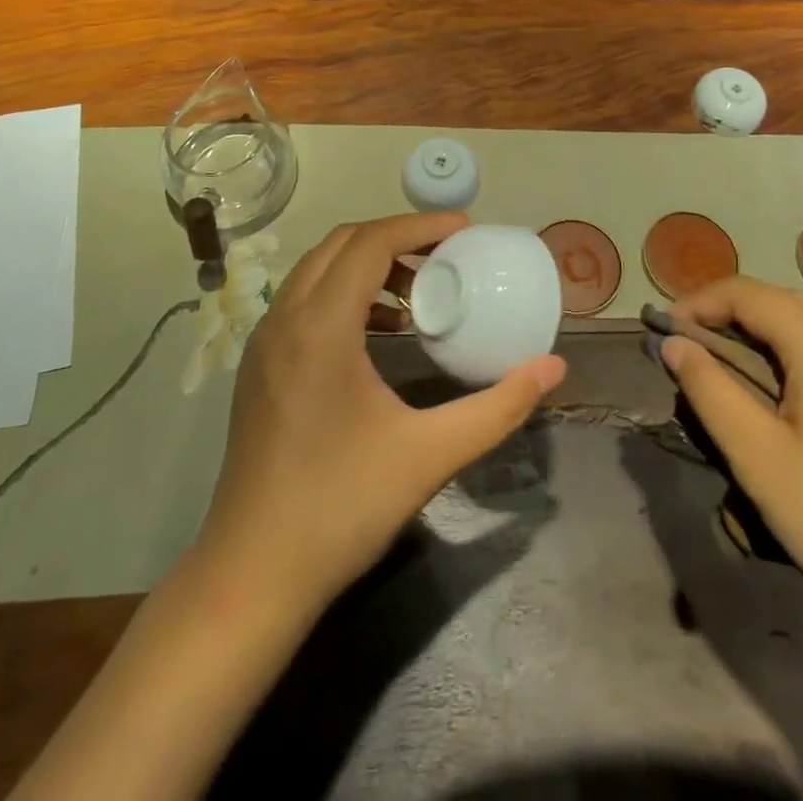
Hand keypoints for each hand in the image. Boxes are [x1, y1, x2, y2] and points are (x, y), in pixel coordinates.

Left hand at [197, 212, 567, 609]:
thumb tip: (552, 368)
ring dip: (368, 264)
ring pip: (318, 270)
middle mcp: (284, 320)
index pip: (370, 243)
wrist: (250, 577)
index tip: (465, 230)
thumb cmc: (341, 509)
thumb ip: (498, 407)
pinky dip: (345, 293)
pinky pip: (304, 301)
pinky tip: (381, 333)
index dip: (420, 225)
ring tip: (419, 292)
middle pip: (341, 244)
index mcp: (320, 328)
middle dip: (396, 237)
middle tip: (447, 254)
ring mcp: (264, 344)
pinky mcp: (259, 368)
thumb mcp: (430, 455)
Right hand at [657, 277, 802, 652]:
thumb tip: (674, 344)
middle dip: (727, 316)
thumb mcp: (759, 457)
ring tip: (728, 373)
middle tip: (688, 350)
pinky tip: (787, 400)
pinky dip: (797, 358)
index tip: (661, 329)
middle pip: (779, 302)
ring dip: (762, 337)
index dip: (697, 302)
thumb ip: (709, 389)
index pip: (745, 292)